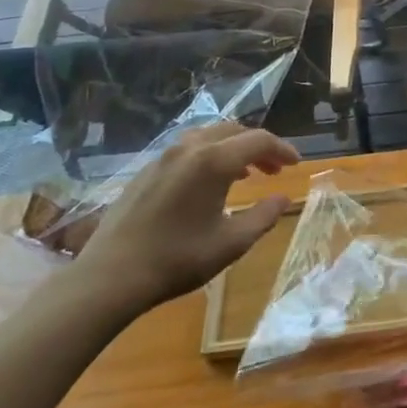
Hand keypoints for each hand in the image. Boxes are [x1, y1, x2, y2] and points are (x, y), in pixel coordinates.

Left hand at [71, 123, 299, 314]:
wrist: (110, 276)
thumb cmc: (178, 258)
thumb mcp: (231, 243)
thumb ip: (263, 216)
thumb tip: (283, 199)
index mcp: (214, 161)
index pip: (259, 140)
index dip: (282, 149)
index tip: (296, 164)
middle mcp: (190, 148)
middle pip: (233, 131)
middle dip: (258, 146)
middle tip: (274, 169)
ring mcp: (163, 157)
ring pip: (207, 137)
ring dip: (232, 149)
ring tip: (244, 173)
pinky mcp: (145, 171)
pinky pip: (186, 150)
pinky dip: (208, 156)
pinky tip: (207, 184)